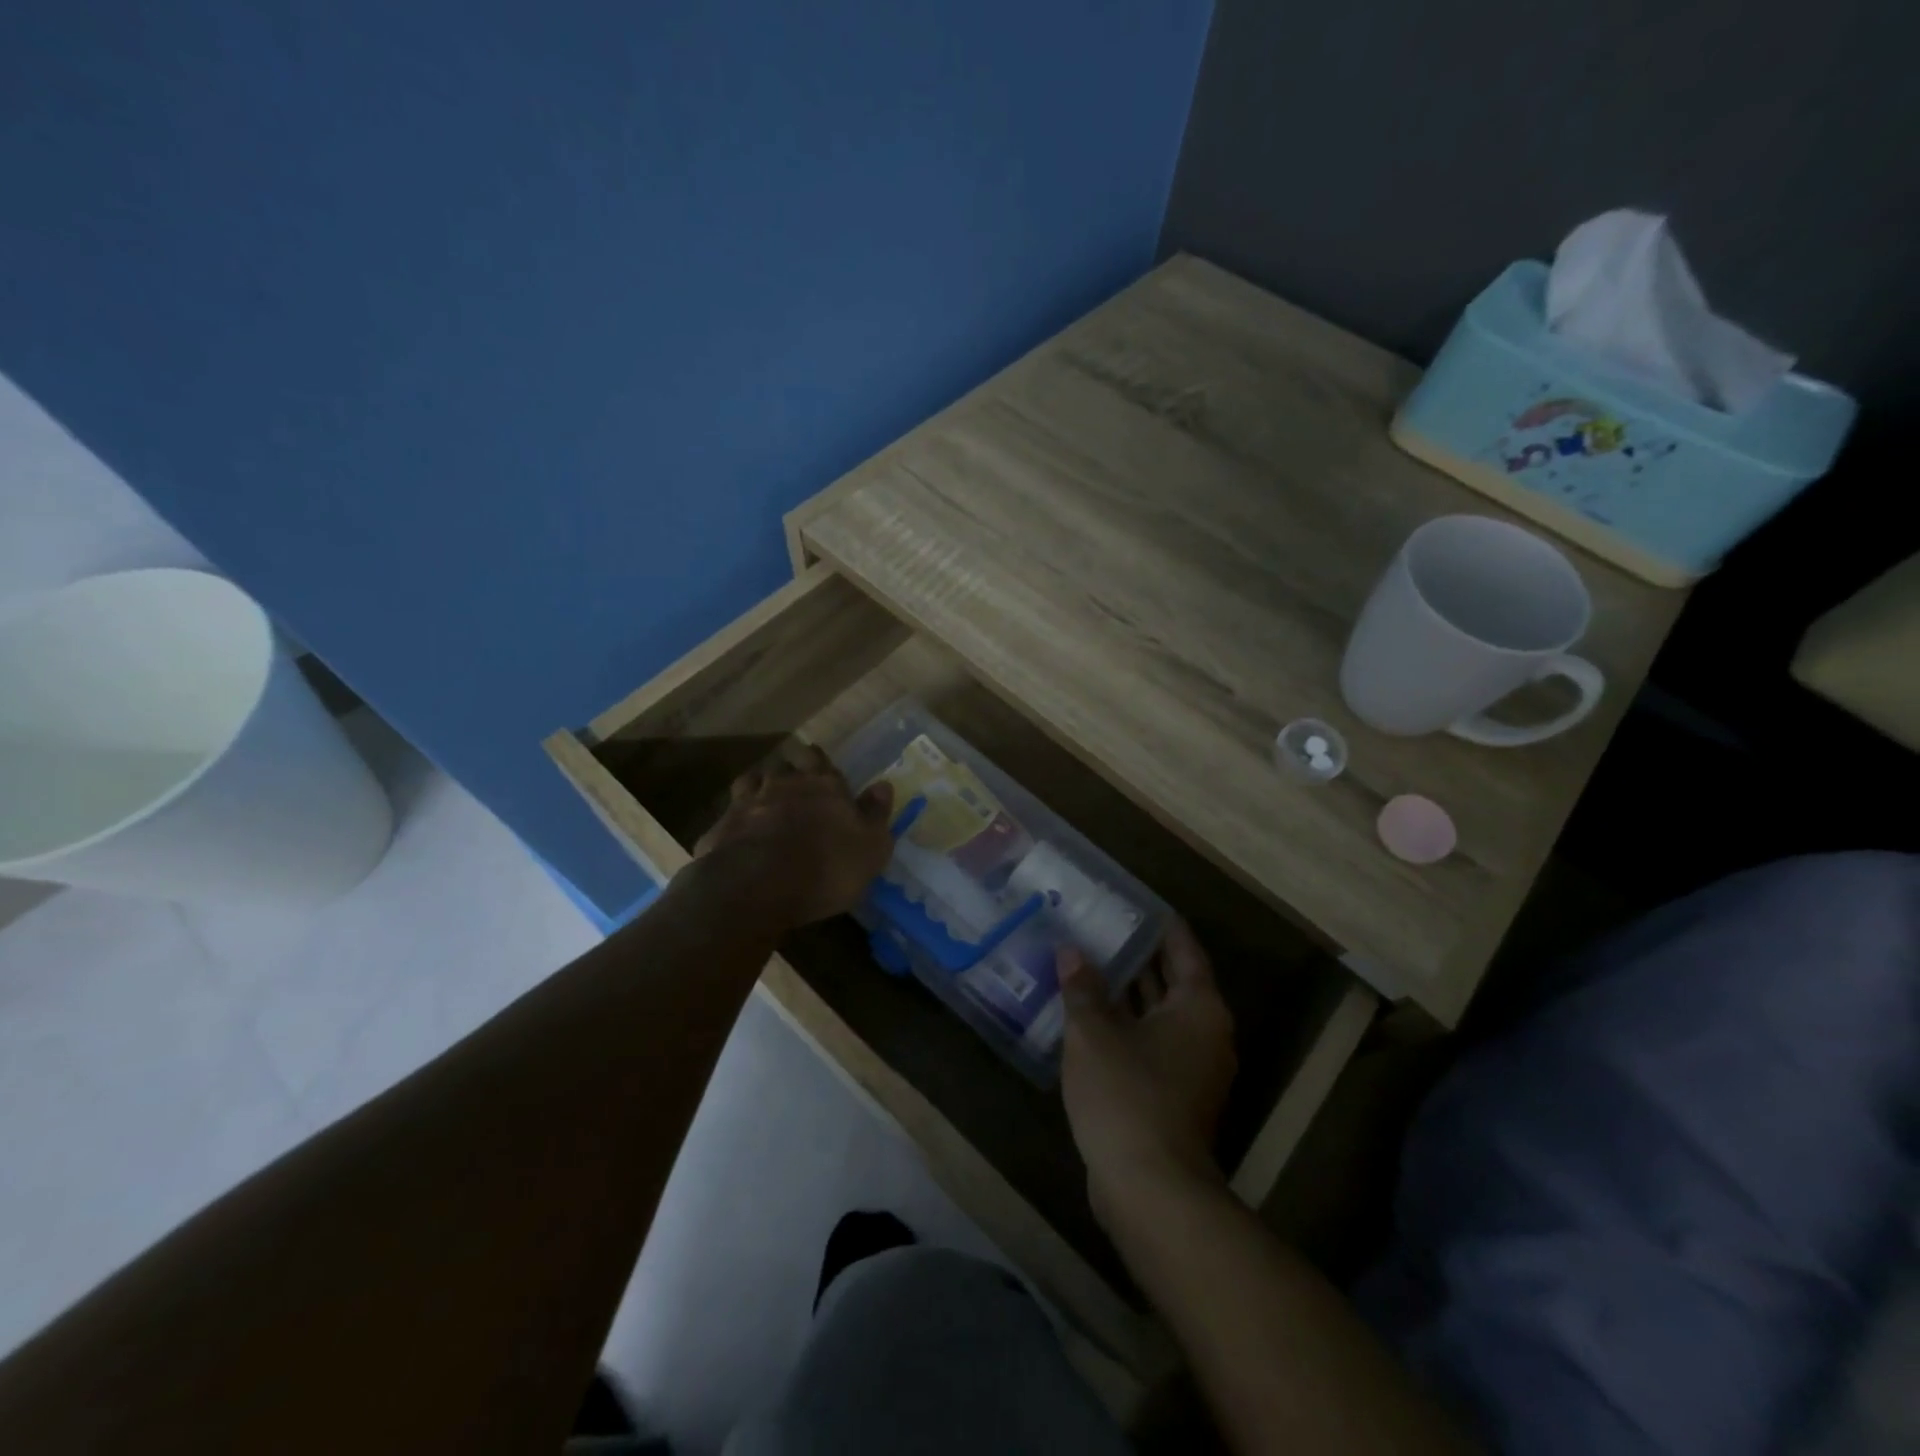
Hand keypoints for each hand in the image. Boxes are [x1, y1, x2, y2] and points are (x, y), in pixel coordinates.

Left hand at [692, 745, 894, 928]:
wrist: (758, 886)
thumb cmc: (827, 867)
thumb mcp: (871, 847)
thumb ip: (876, 814)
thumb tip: (883, 785)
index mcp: (823, 785)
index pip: (819, 759)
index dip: (819, 762)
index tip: (821, 768)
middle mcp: (783, 784)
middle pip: (784, 765)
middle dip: (789, 772)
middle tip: (795, 786)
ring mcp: (747, 802)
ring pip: (752, 781)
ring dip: (759, 787)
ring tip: (764, 802)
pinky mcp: (721, 827)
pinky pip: (730, 814)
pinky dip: (736, 819)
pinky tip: (740, 833)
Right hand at [1061, 919, 1236, 1225]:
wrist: (1150, 1190)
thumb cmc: (1127, 1095)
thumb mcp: (1094, 1033)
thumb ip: (1083, 988)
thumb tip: (1071, 952)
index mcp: (1198, 1007)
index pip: (1183, 949)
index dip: (1159, 924)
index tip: (1135, 902)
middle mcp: (1206, 1032)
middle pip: (1174, 981)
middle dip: (1140, 956)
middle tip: (1102, 926)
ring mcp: (1194, 1069)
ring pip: (1161, 1015)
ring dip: (1130, 993)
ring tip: (1090, 962)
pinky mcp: (1176, 1096)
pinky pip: (1153, 1043)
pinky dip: (1128, 1025)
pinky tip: (1091, 1016)